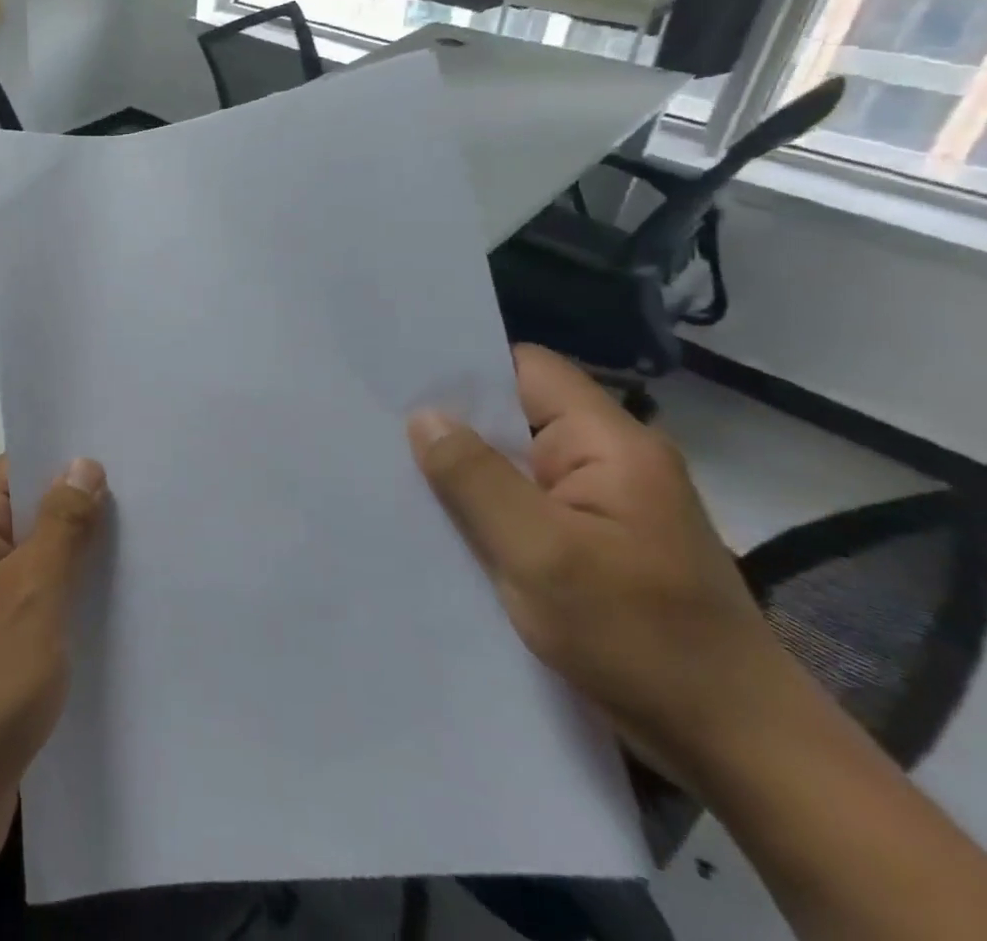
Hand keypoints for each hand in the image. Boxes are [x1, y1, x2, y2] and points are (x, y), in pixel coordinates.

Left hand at [0, 454, 108, 897]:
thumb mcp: (30, 593)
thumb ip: (62, 525)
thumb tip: (83, 462)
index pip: (18, 469)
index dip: (68, 460)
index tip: (127, 455)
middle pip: (31, 514)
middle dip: (84, 511)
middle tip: (153, 502)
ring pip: (38, 565)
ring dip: (81, 562)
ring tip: (149, 549)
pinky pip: (36, 608)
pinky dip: (70, 605)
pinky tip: (119, 609)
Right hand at [406, 345, 799, 786]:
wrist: (740, 750)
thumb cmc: (640, 639)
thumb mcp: (541, 554)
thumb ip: (476, 477)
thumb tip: (424, 416)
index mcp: (610, 444)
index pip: (528, 368)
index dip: (465, 367)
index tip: (400, 378)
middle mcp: (610, 461)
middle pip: (516, 413)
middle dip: (452, 422)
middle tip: (378, 424)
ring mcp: (605, 504)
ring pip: (516, 462)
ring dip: (465, 469)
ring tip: (393, 466)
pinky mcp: (596, 542)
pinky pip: (526, 503)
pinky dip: (485, 506)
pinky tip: (440, 518)